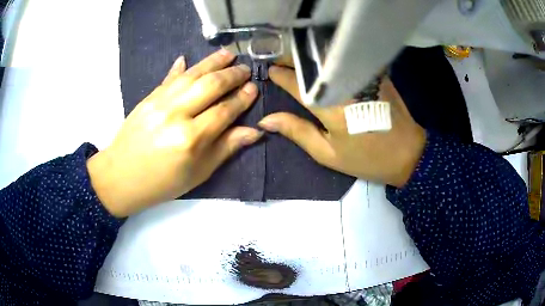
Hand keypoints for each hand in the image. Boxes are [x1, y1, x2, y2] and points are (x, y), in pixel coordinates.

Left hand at [87, 50, 261, 217]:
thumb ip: (226, 148)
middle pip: (210, 86)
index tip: (254, 88)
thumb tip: (254, 131)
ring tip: (228, 54)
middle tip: (246, 69)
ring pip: (191, 76)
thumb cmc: (163, 182)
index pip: (224, 111)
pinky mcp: (148, 98)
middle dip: (232, 75)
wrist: (121, 177)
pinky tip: (188, 58)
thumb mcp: (199, 173)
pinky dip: (180, 68)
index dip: (242, 99)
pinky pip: (168, 78)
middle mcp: (176, 115)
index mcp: (191, 139)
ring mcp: (159, 103)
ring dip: (212, 62)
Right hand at [258, 65, 425, 187]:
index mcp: (330, 107)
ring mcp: (362, 76)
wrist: (408, 153)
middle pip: (311, 63)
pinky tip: (324, 62)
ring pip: (328, 58)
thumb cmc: (366, 158)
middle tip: (280, 60)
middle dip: (292, 58)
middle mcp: (345, 85)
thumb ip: (297, 132)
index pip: (296, 83)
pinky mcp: (375, 73)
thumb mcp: (328, 153)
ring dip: (310, 57)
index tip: (269, 70)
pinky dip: (331, 59)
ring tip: (297, 60)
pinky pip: (347, 60)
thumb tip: (267, 120)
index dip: (280, 74)